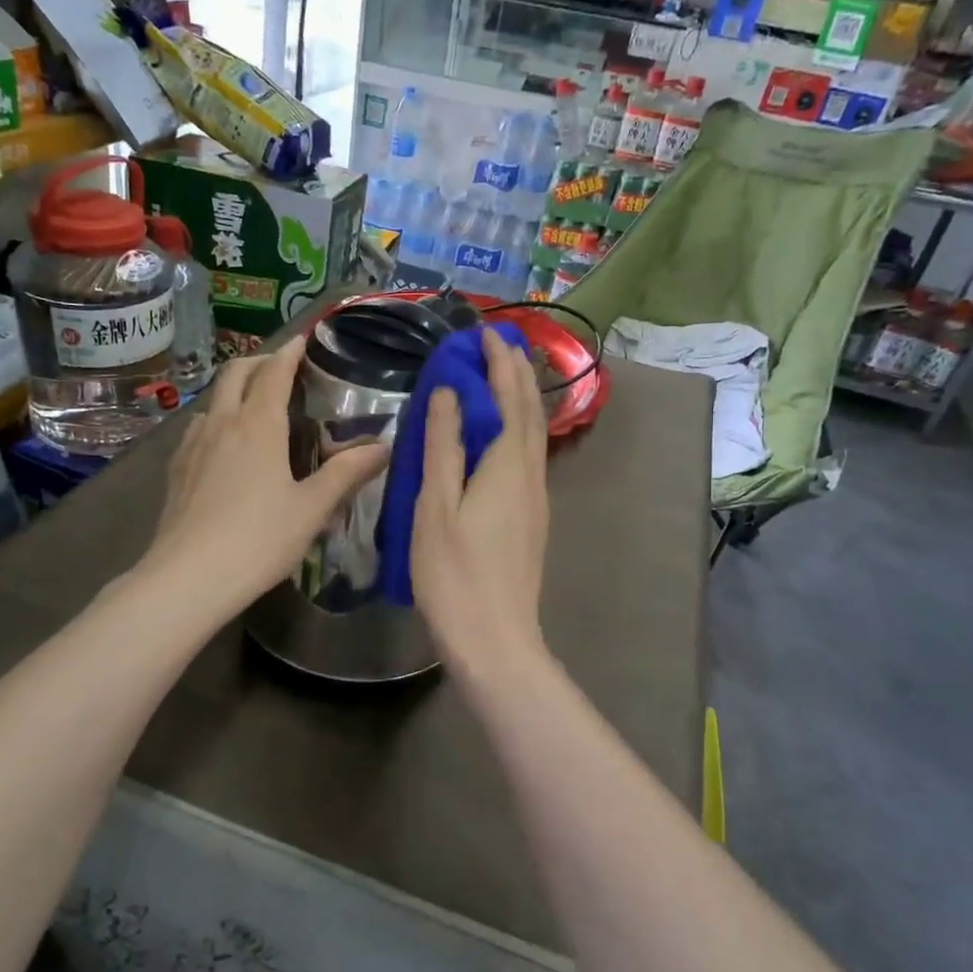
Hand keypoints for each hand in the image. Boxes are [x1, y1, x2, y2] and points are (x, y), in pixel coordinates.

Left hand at [145, 336, 387, 616]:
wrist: (188, 577)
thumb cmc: (258, 540)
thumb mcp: (312, 509)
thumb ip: (346, 474)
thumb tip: (383, 447)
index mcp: (259, 426)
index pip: (274, 373)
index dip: (289, 353)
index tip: (302, 340)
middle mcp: (222, 424)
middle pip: (235, 374)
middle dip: (258, 361)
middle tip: (280, 367)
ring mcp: (192, 446)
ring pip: (212, 401)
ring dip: (234, 391)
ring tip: (254, 408)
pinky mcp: (175, 470)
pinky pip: (197, 429)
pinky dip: (216, 420)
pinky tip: (223, 447)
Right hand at [411, 330, 549, 677]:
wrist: (495, 639)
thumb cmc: (455, 573)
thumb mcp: (436, 506)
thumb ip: (443, 446)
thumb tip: (447, 392)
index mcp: (507, 465)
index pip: (510, 398)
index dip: (499, 363)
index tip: (486, 333)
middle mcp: (530, 474)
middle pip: (530, 411)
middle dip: (517, 373)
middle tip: (499, 343)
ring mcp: (536, 498)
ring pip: (534, 434)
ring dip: (520, 398)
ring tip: (502, 377)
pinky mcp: (532, 519)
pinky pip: (528, 456)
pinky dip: (517, 428)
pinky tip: (502, 435)